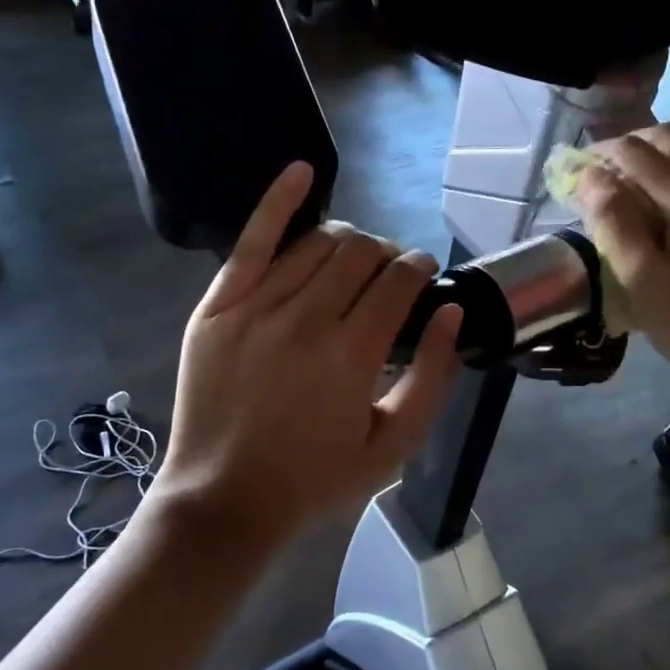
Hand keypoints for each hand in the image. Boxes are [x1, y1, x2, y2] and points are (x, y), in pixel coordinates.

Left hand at [153, 162, 462, 551]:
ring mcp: (255, 307)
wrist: (223, 499)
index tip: (423, 275)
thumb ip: (432, 377)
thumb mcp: (392, 446)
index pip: (400, 281)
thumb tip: (452, 312)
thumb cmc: (314, 480)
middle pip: (362, 253)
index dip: (420, 268)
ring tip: (354, 260)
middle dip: (388, 255)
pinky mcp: (217, 306)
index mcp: (353, 355)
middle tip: (390, 277)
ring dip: (348, 242)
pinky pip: (252, 239)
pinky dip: (278, 200)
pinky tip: (302, 170)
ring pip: (317, 243)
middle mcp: (306, 319)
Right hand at [576, 123, 669, 395]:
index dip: (600, 155)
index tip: (574, 172)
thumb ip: (614, 222)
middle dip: (629, 147)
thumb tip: (590, 177)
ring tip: (628, 185)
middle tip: (599, 176)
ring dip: (657, 155)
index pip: (636, 152)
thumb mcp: (641, 279)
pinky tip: (667, 200)